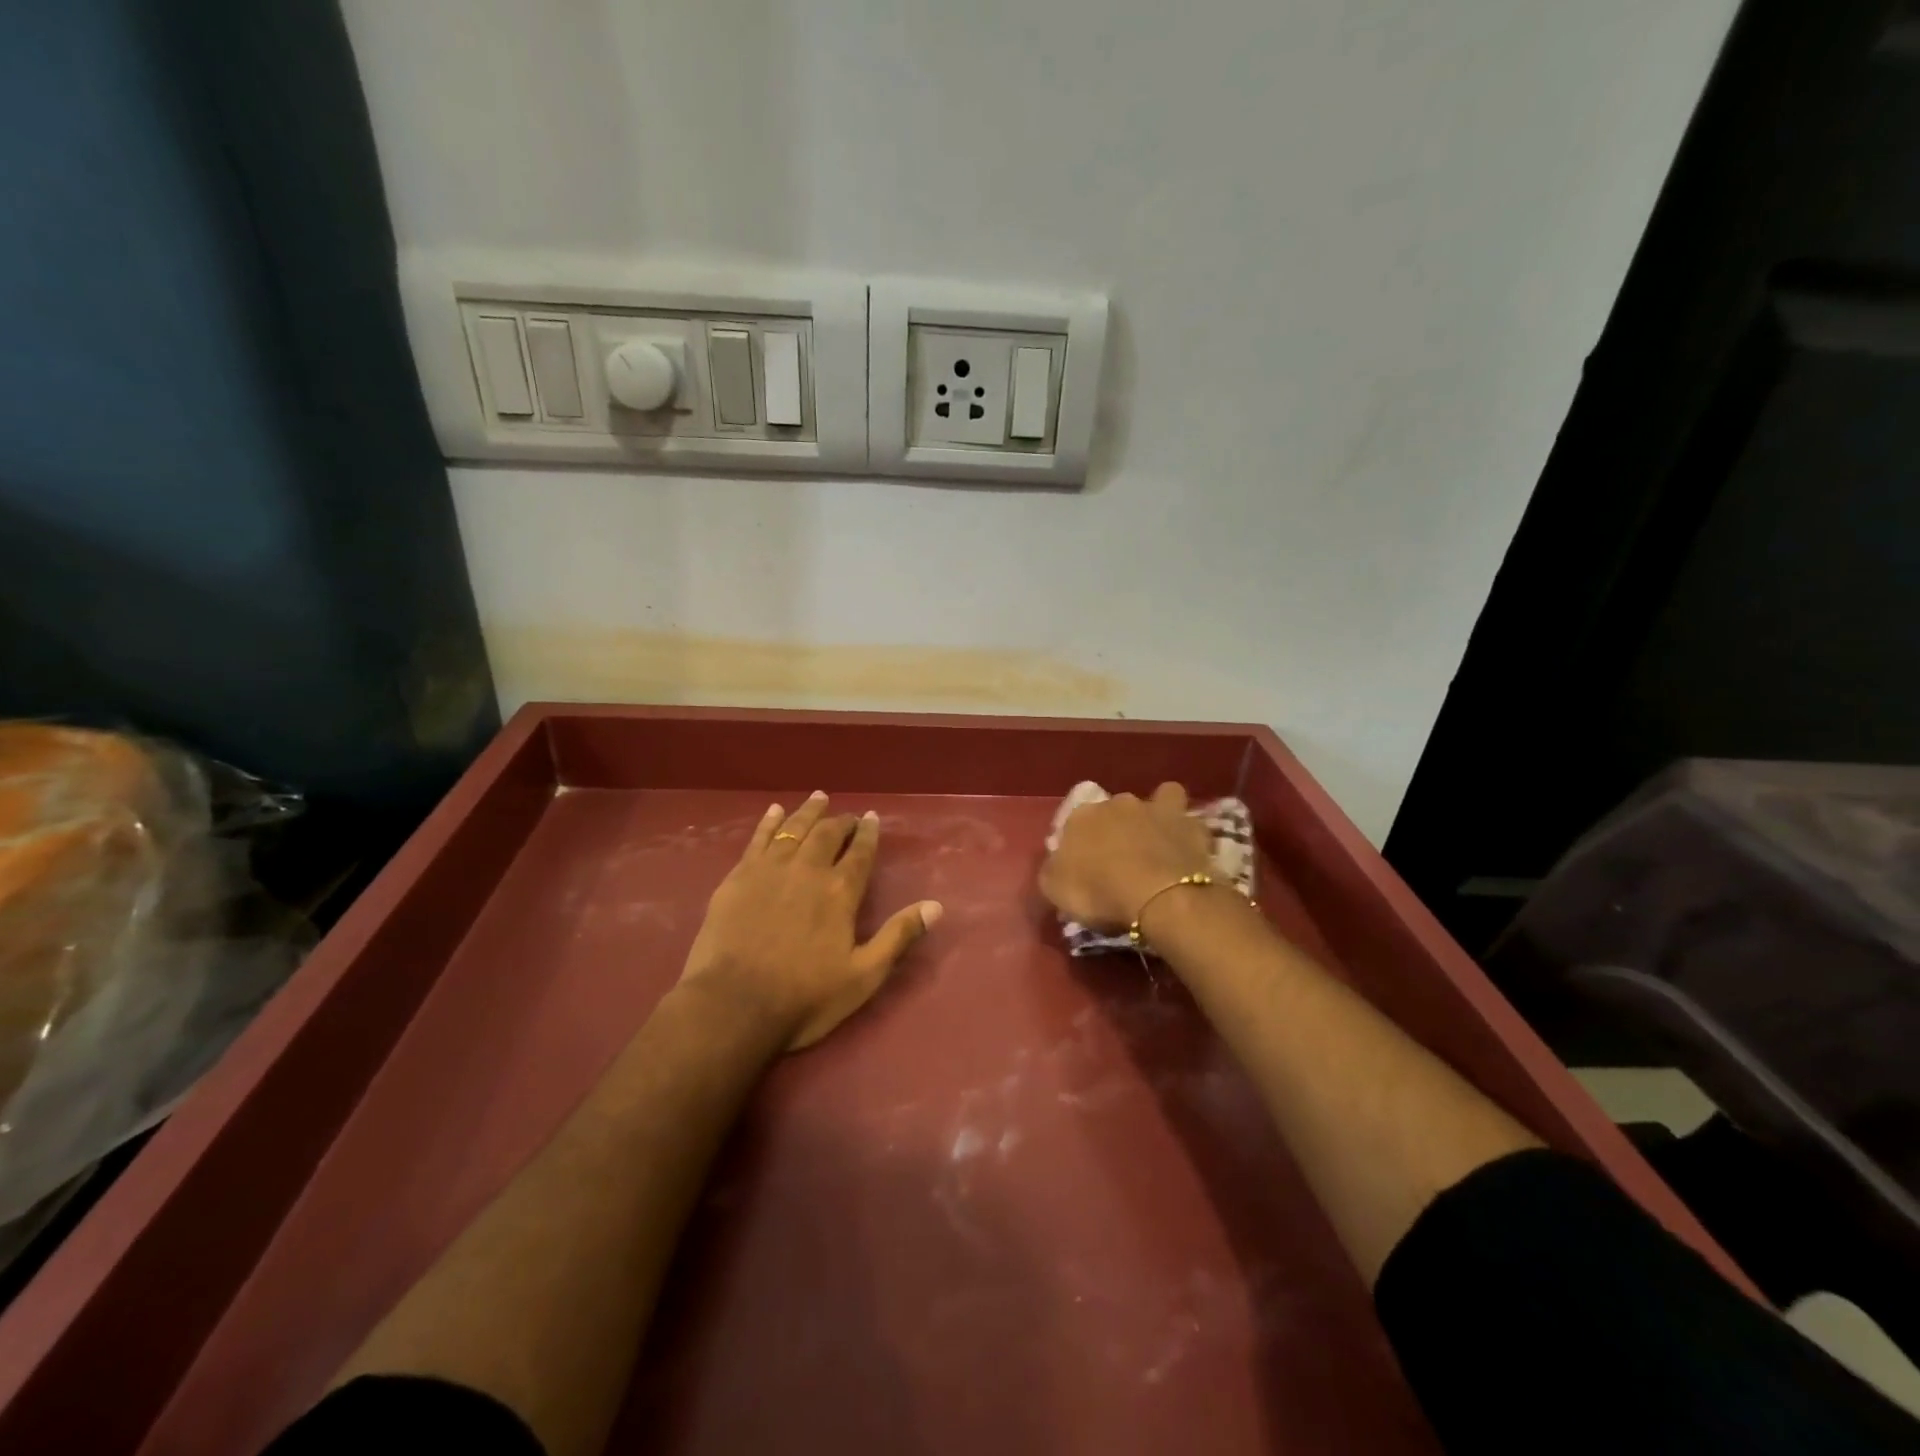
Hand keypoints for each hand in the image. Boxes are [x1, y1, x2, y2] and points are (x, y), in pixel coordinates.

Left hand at [680, 792, 942, 1050]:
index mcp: (841, 892)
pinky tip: (774, 812)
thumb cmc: (804, 997)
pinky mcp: (739, 877)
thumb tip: (935, 905)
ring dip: (808, 812)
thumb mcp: (863, 976)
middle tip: (847, 816)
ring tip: (818, 798)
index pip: (860, 852)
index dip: (868, 833)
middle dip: (840, 821)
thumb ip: (898, 936)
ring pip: (793, 829)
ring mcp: (770, 869)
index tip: (872, 818)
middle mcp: (808, 870)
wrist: (733, 1006)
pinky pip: (758, 839)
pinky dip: (769, 822)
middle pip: (827, 834)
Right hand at [1039, 782, 1213, 930]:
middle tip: (1122, 860)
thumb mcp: (1055, 890)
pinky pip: (1188, 820)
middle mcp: (1117, 803)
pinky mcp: (1190, 824)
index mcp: (1081, 816)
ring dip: (1157, 815)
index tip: (1085, 868)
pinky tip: (1187, 849)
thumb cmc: (1099, 893)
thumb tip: (1058, 864)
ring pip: (1158, 799)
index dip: (1081, 844)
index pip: (1075, 824)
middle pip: (1114, 810)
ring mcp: (1156, 809)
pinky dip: (1187, 831)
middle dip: (1118, 827)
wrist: (1159, 896)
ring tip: (1159, 842)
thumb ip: (1053, 870)